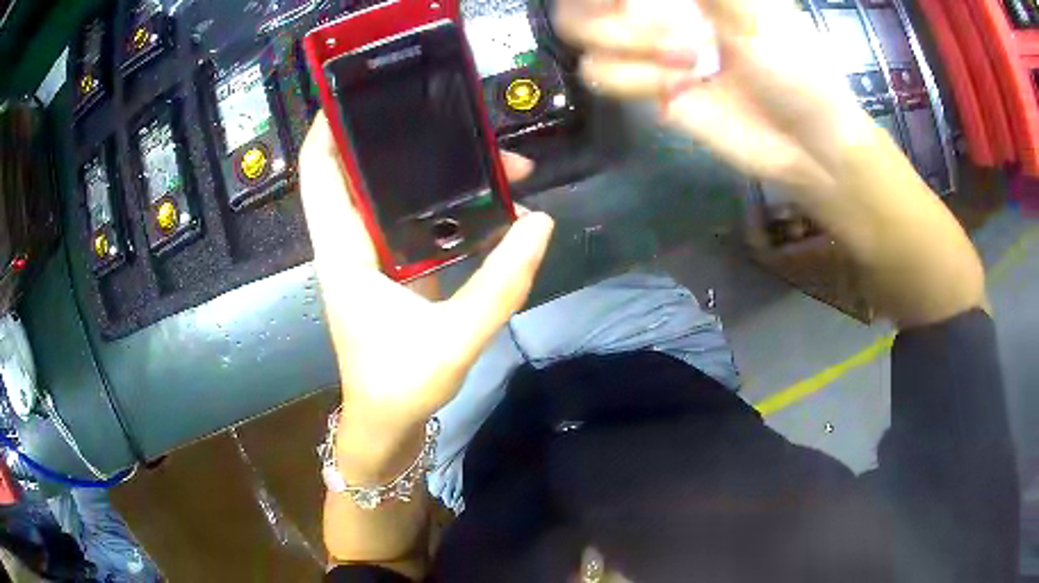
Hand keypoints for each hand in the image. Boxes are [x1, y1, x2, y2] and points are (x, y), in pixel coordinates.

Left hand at [300, 114, 553, 464]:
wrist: (386, 423)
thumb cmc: (400, 385)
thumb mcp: (453, 339)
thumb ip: (500, 285)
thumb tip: (541, 223)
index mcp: (345, 252)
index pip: (321, 173)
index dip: (331, 126)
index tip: (360, 88)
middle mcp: (352, 243)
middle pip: (362, 170)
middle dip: (407, 136)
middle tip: (460, 116)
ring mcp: (373, 255)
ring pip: (394, 193)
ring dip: (436, 169)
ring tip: (494, 156)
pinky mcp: (394, 268)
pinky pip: (414, 218)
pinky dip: (446, 201)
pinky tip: (487, 198)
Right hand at [554, 0, 872, 190]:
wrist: (807, 144)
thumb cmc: (796, 66)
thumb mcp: (755, 11)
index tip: (624, 2)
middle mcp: (655, 5)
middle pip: (581, 3)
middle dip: (620, 20)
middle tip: (674, 31)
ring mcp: (647, 45)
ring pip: (580, 36)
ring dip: (632, 47)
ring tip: (690, 63)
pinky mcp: (647, 86)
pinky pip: (601, 74)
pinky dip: (634, 81)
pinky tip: (678, 89)